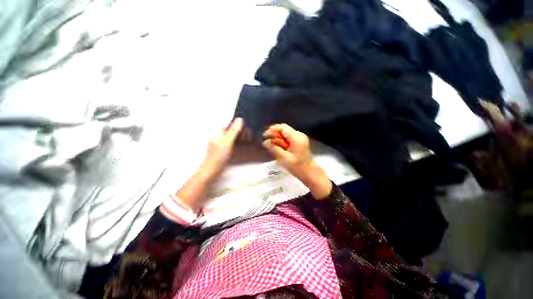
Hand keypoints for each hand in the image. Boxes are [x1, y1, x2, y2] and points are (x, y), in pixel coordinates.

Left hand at [177, 118, 243, 209]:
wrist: (213, 169)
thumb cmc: (219, 155)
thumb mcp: (228, 141)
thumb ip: (234, 130)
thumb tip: (240, 119)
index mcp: (218, 131)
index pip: (228, 123)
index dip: (237, 124)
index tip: (246, 127)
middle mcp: (219, 135)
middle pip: (231, 129)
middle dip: (240, 130)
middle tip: (248, 135)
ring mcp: (221, 142)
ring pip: (232, 136)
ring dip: (239, 136)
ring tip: (247, 139)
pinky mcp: (224, 148)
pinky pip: (232, 142)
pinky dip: (237, 142)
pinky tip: (242, 144)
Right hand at [262, 124, 331, 199]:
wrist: (310, 173)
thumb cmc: (298, 167)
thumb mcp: (284, 158)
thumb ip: (274, 149)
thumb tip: (265, 142)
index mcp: (296, 137)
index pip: (282, 127)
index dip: (272, 129)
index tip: (265, 136)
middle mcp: (299, 135)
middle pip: (284, 129)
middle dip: (275, 135)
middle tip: (268, 143)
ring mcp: (300, 138)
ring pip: (286, 134)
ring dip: (278, 138)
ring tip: (273, 146)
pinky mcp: (300, 142)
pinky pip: (289, 138)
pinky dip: (283, 141)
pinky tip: (280, 148)